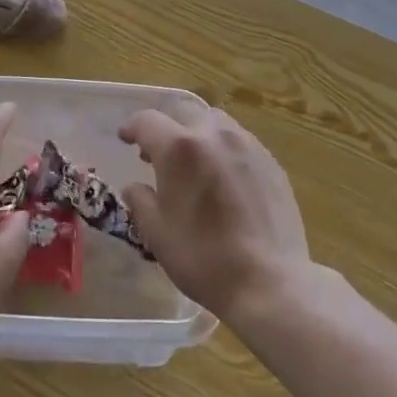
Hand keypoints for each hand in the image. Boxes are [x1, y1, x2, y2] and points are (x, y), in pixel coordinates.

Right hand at [117, 107, 312, 324]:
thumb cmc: (204, 258)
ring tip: (195, 166)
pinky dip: (224, 151)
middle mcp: (214, 135)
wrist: (269, 281)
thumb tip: (135, 186)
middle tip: (158, 156)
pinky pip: (240, 143)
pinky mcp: (271, 162)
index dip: (132, 127)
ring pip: (216, 125)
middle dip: (167, 130)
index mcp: (180, 148)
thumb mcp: (157, 234)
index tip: (125, 138)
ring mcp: (248, 145)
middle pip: (184, 115)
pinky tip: (225, 182)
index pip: (147, 121)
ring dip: (198, 136)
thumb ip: (141, 201)